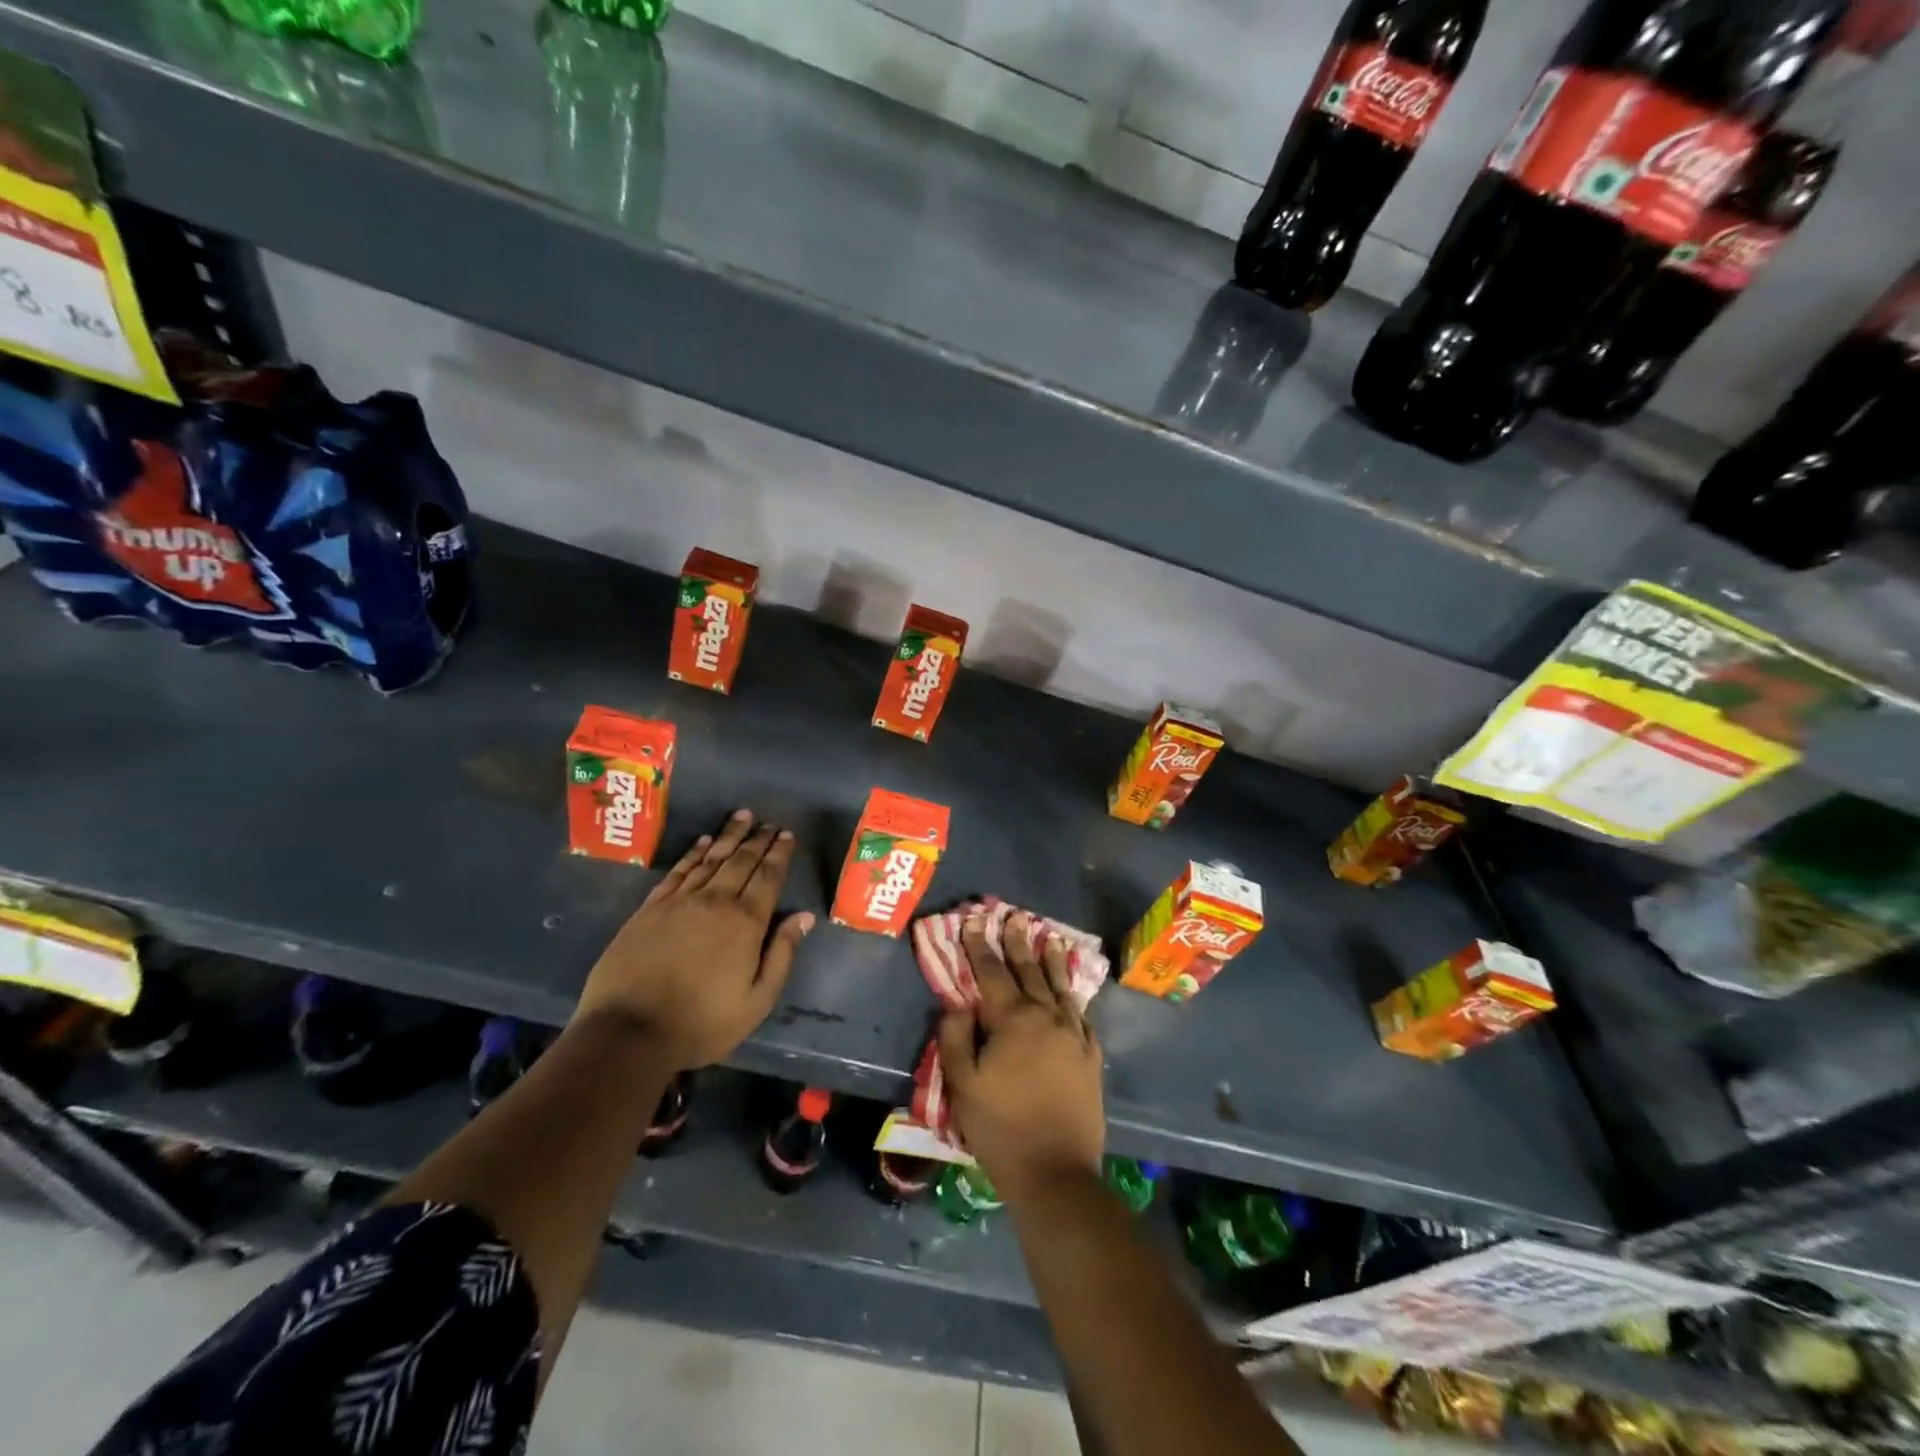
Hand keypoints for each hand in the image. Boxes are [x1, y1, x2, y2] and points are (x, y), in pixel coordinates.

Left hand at [575, 808, 812, 1069]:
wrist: (629, 1031)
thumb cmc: (702, 1022)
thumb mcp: (757, 1001)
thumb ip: (782, 955)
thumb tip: (804, 917)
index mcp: (745, 922)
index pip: (768, 877)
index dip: (779, 853)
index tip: (786, 834)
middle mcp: (715, 901)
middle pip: (741, 861)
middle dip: (757, 839)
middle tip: (768, 822)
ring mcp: (679, 902)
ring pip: (710, 859)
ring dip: (729, 836)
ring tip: (742, 817)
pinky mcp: (650, 908)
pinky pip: (678, 871)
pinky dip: (694, 853)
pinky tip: (702, 842)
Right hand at [938, 910, 1104, 1204]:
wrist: (1056, 1173)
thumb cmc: (1000, 1129)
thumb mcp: (963, 1085)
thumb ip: (956, 1038)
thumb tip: (957, 1003)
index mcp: (1012, 1020)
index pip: (991, 972)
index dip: (980, 945)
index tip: (973, 919)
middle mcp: (1046, 1017)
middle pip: (1029, 971)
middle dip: (1018, 943)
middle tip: (1014, 917)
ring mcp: (1073, 1035)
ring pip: (1060, 987)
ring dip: (1051, 961)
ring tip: (1050, 938)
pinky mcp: (1090, 1056)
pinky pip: (1082, 1016)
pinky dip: (1074, 998)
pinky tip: (1072, 993)